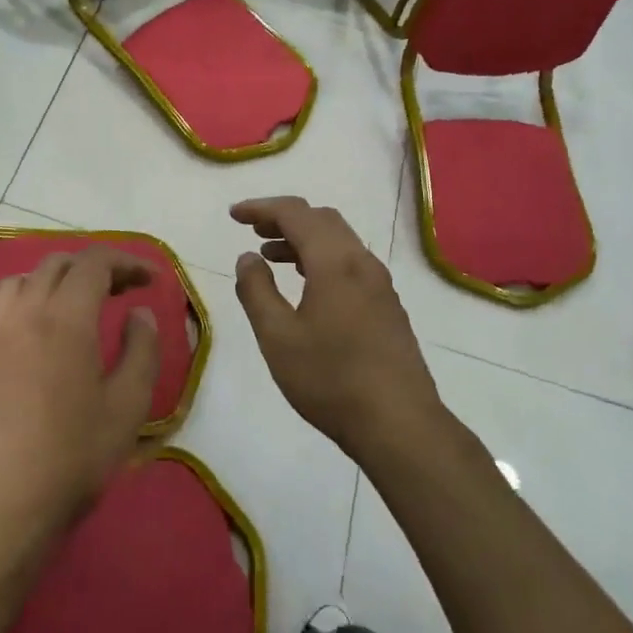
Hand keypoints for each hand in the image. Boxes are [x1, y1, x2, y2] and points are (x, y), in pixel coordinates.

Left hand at [0, 246, 159, 577]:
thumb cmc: (72, 457)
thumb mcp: (128, 407)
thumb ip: (141, 351)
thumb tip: (139, 314)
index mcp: (65, 318)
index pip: (95, 263)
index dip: (127, 262)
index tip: (152, 279)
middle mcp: (25, 313)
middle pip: (58, 264)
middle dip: (96, 266)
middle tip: (124, 289)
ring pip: (25, 278)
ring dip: (58, 278)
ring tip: (82, 303)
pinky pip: (3, 305)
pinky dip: (29, 297)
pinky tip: (42, 329)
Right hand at [231, 198, 444, 459]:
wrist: (398, 424)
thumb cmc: (330, 379)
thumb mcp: (278, 337)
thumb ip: (257, 291)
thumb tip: (247, 258)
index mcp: (335, 262)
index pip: (296, 214)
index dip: (262, 208)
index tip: (234, 215)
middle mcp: (362, 263)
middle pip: (322, 220)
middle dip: (285, 219)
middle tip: (253, 231)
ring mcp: (380, 285)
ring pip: (339, 242)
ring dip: (304, 240)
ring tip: (271, 257)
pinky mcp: (388, 307)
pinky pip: (350, 264)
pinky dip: (322, 260)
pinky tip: (307, 287)